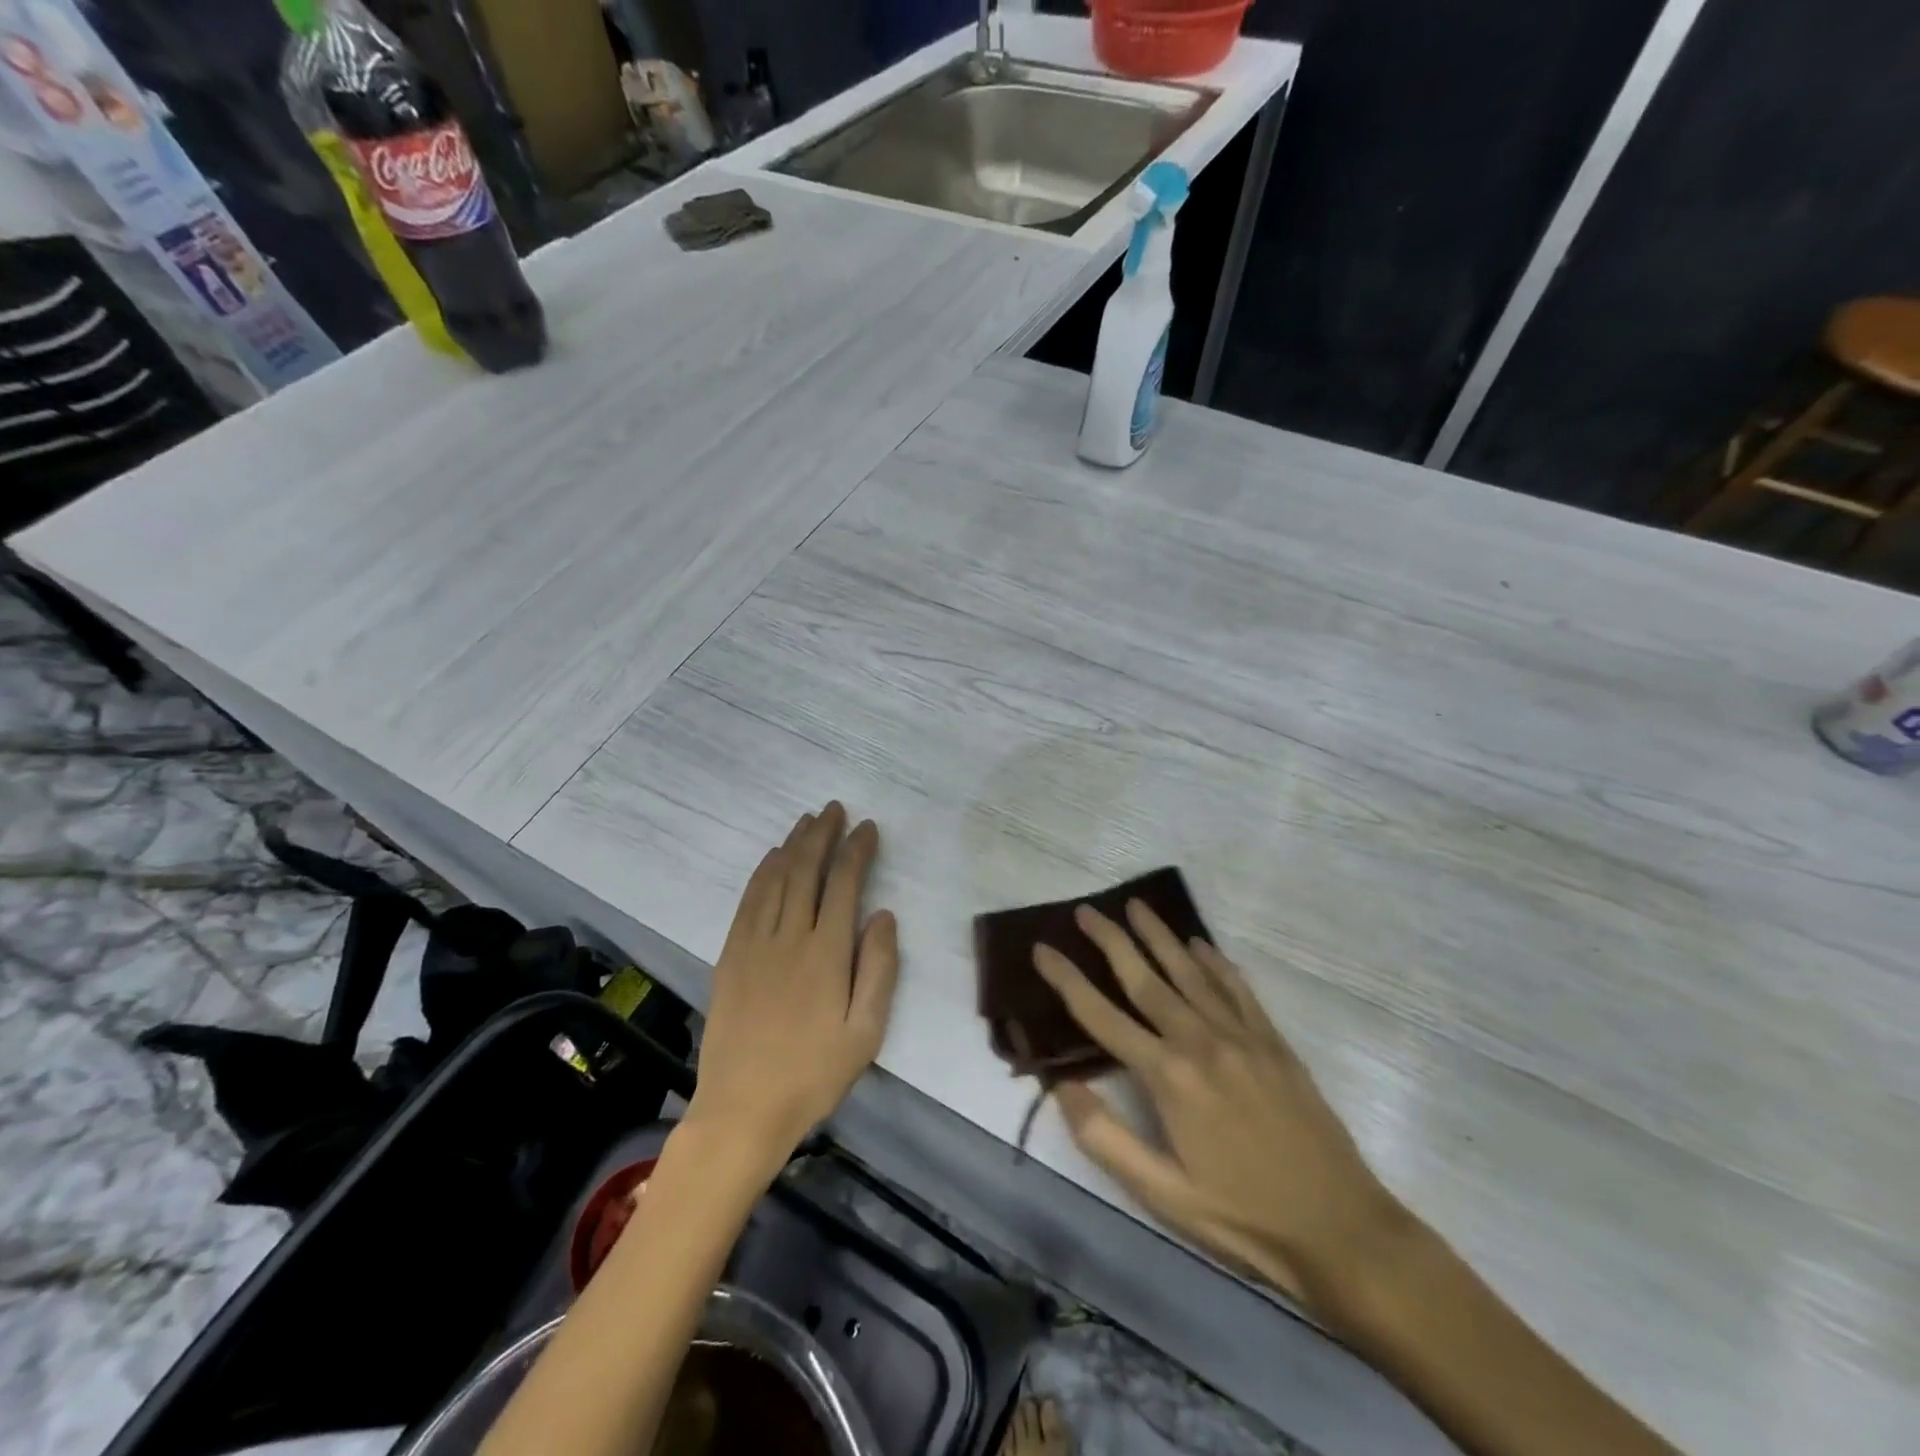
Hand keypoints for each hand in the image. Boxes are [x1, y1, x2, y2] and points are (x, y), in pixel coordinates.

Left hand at [685, 803, 898, 1168]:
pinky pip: (748, 901)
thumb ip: (878, 969)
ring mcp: (754, 944)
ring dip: (792, 845)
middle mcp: (789, 937)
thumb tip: (882, 914)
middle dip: (822, 835)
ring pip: (775, 879)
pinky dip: (762, 873)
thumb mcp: (866, 1032)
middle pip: (806, 871)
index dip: (857, 850)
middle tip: (834, 809)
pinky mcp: (730, 956)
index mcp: (826, 953)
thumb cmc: (814, 1073)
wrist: (743, 1109)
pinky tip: (771, 859)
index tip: (868, 827)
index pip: (844, 884)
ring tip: (807, 821)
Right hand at [1034, 902, 1399, 1306]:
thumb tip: (1062, 1086)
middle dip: (1111, 940)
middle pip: (1145, 978)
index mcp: (1169, 1077)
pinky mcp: (1273, 1042)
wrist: (1342, 1230)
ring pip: (1190, 972)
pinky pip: (1237, 988)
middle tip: (1086, 910)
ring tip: (1135, 906)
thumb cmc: (1243, 1218)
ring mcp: (1241, 1036)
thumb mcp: (1163, 1195)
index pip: (1102, 1016)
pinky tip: (1200, 944)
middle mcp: (1201, 1041)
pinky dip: (1215, 962)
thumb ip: (1106, 1138)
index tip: (1042, 949)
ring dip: (1159, 936)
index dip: (1067, 980)